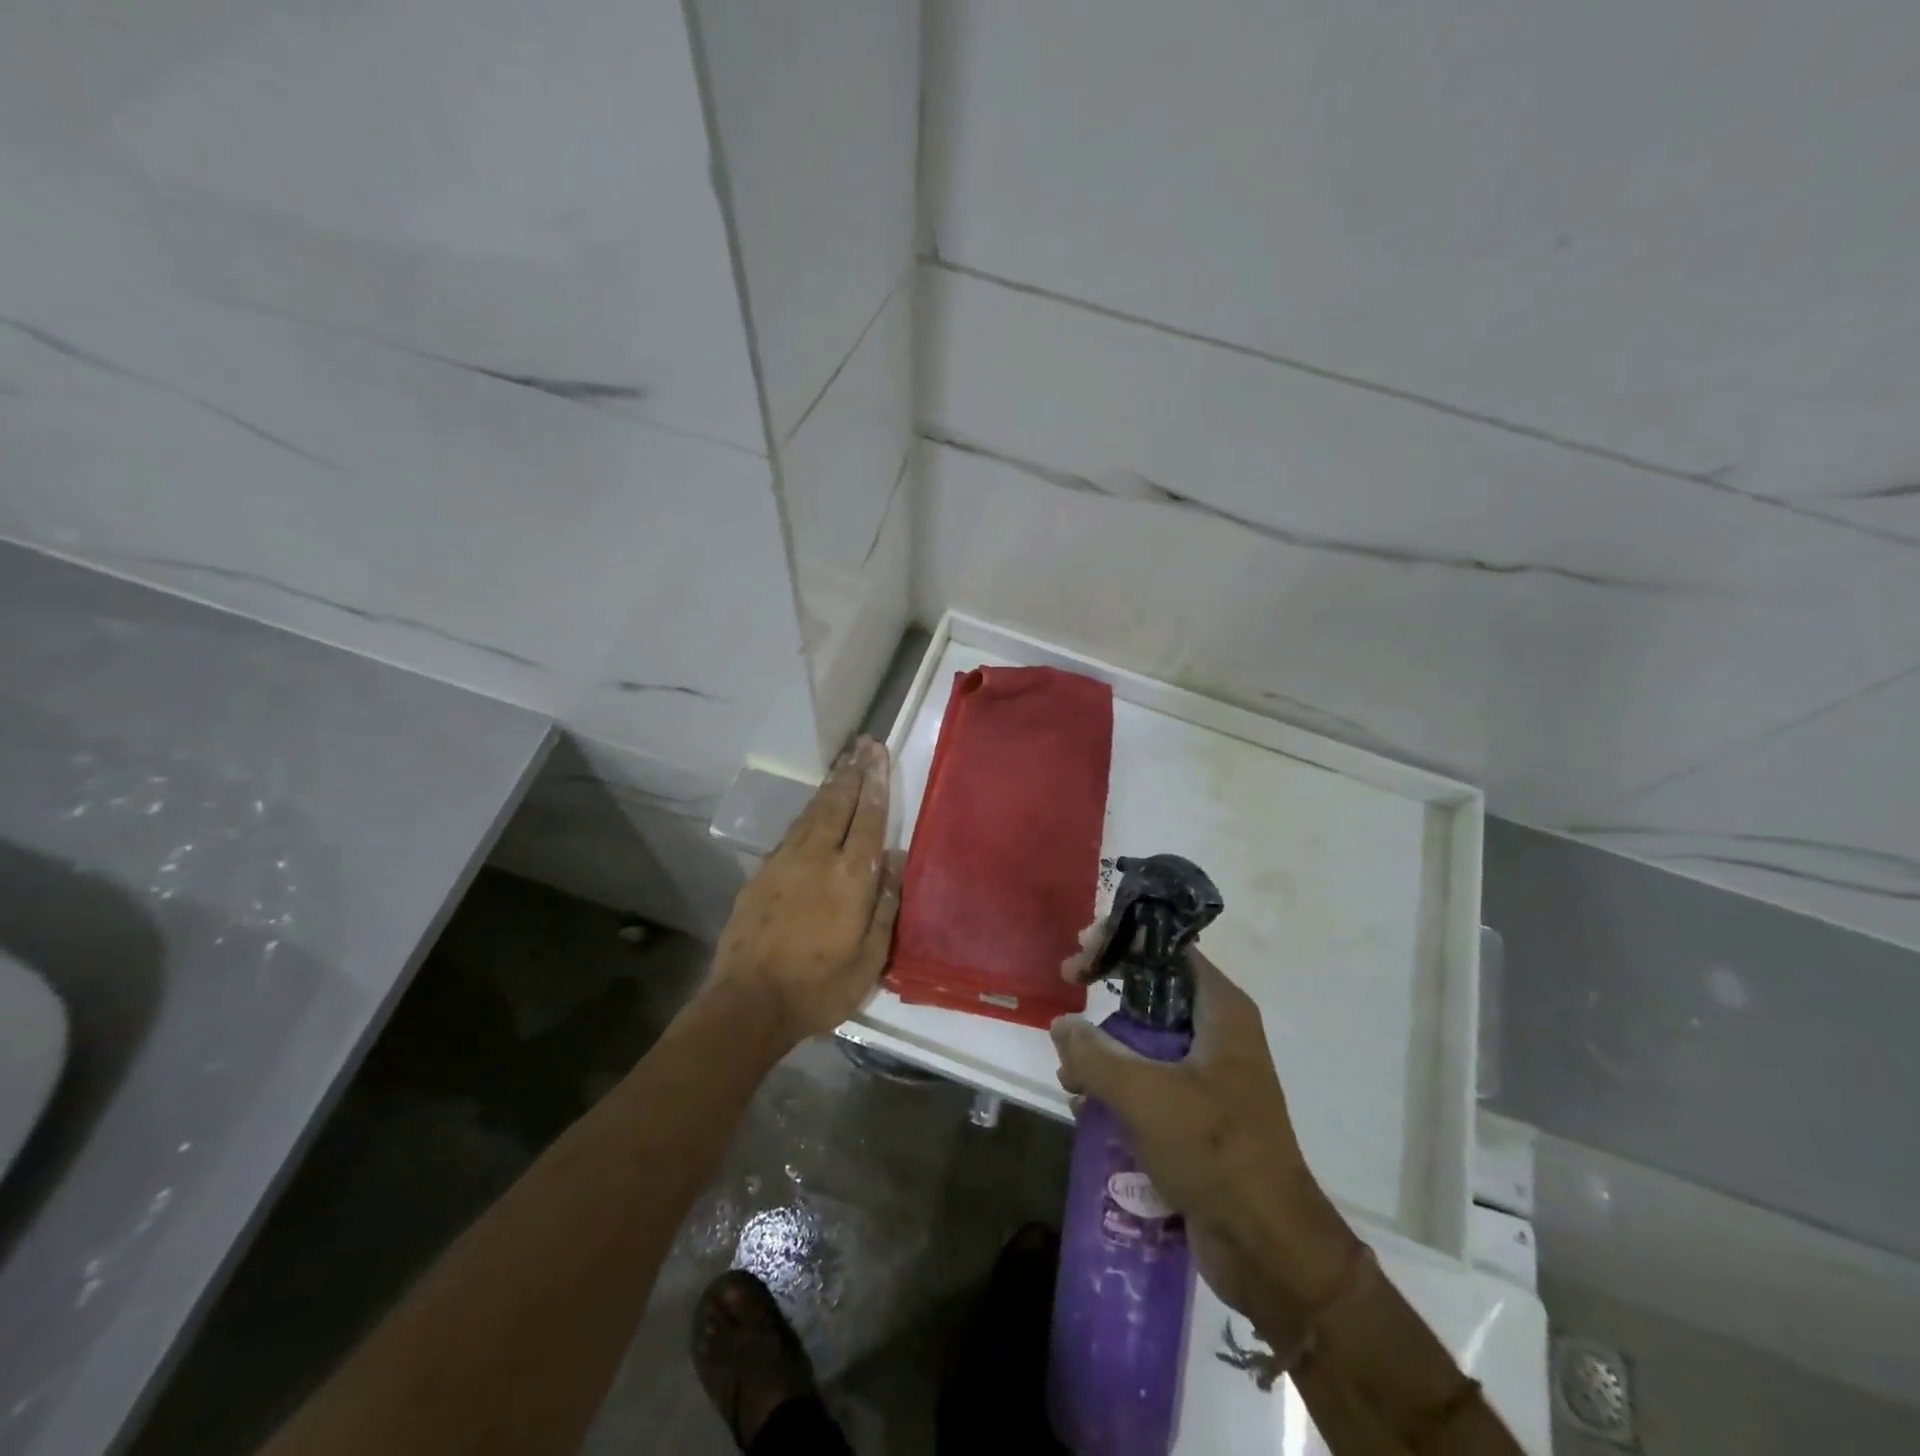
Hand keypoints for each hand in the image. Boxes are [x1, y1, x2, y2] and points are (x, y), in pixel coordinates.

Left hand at [711, 738, 901, 1044]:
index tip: (878, 753)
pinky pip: (792, 831)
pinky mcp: (762, 873)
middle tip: (863, 744)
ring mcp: (785, 862)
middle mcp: (817, 858)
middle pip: (838, 804)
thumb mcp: (869, 959)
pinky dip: (808, 812)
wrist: (748, 1003)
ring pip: (812, 812)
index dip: (875, 783)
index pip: (868, 818)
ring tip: (843, 764)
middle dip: (852, 771)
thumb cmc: (819, 988)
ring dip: (830, 786)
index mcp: (850, 877)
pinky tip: (813, 808)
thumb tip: (896, 859)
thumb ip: (886, 905)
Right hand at [1050, 948, 1359, 1320]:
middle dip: (1106, 994)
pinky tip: (1086, 1107)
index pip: (1169, 948)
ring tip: (1070, 1074)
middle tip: (1068, 992)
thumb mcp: (1144, 1094)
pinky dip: (1118, 1085)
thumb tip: (1063, 1026)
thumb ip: (1094, 1053)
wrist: (1269, 1246)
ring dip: (1105, 1049)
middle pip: (1153, 990)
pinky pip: (1151, 1080)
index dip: (1123, 939)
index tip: (1082, 951)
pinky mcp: (1200, 1113)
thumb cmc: (1214, 1150)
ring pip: (1147, 1038)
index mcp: (1220, 1009)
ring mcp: (1210, 1074)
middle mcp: (1218, 1032)